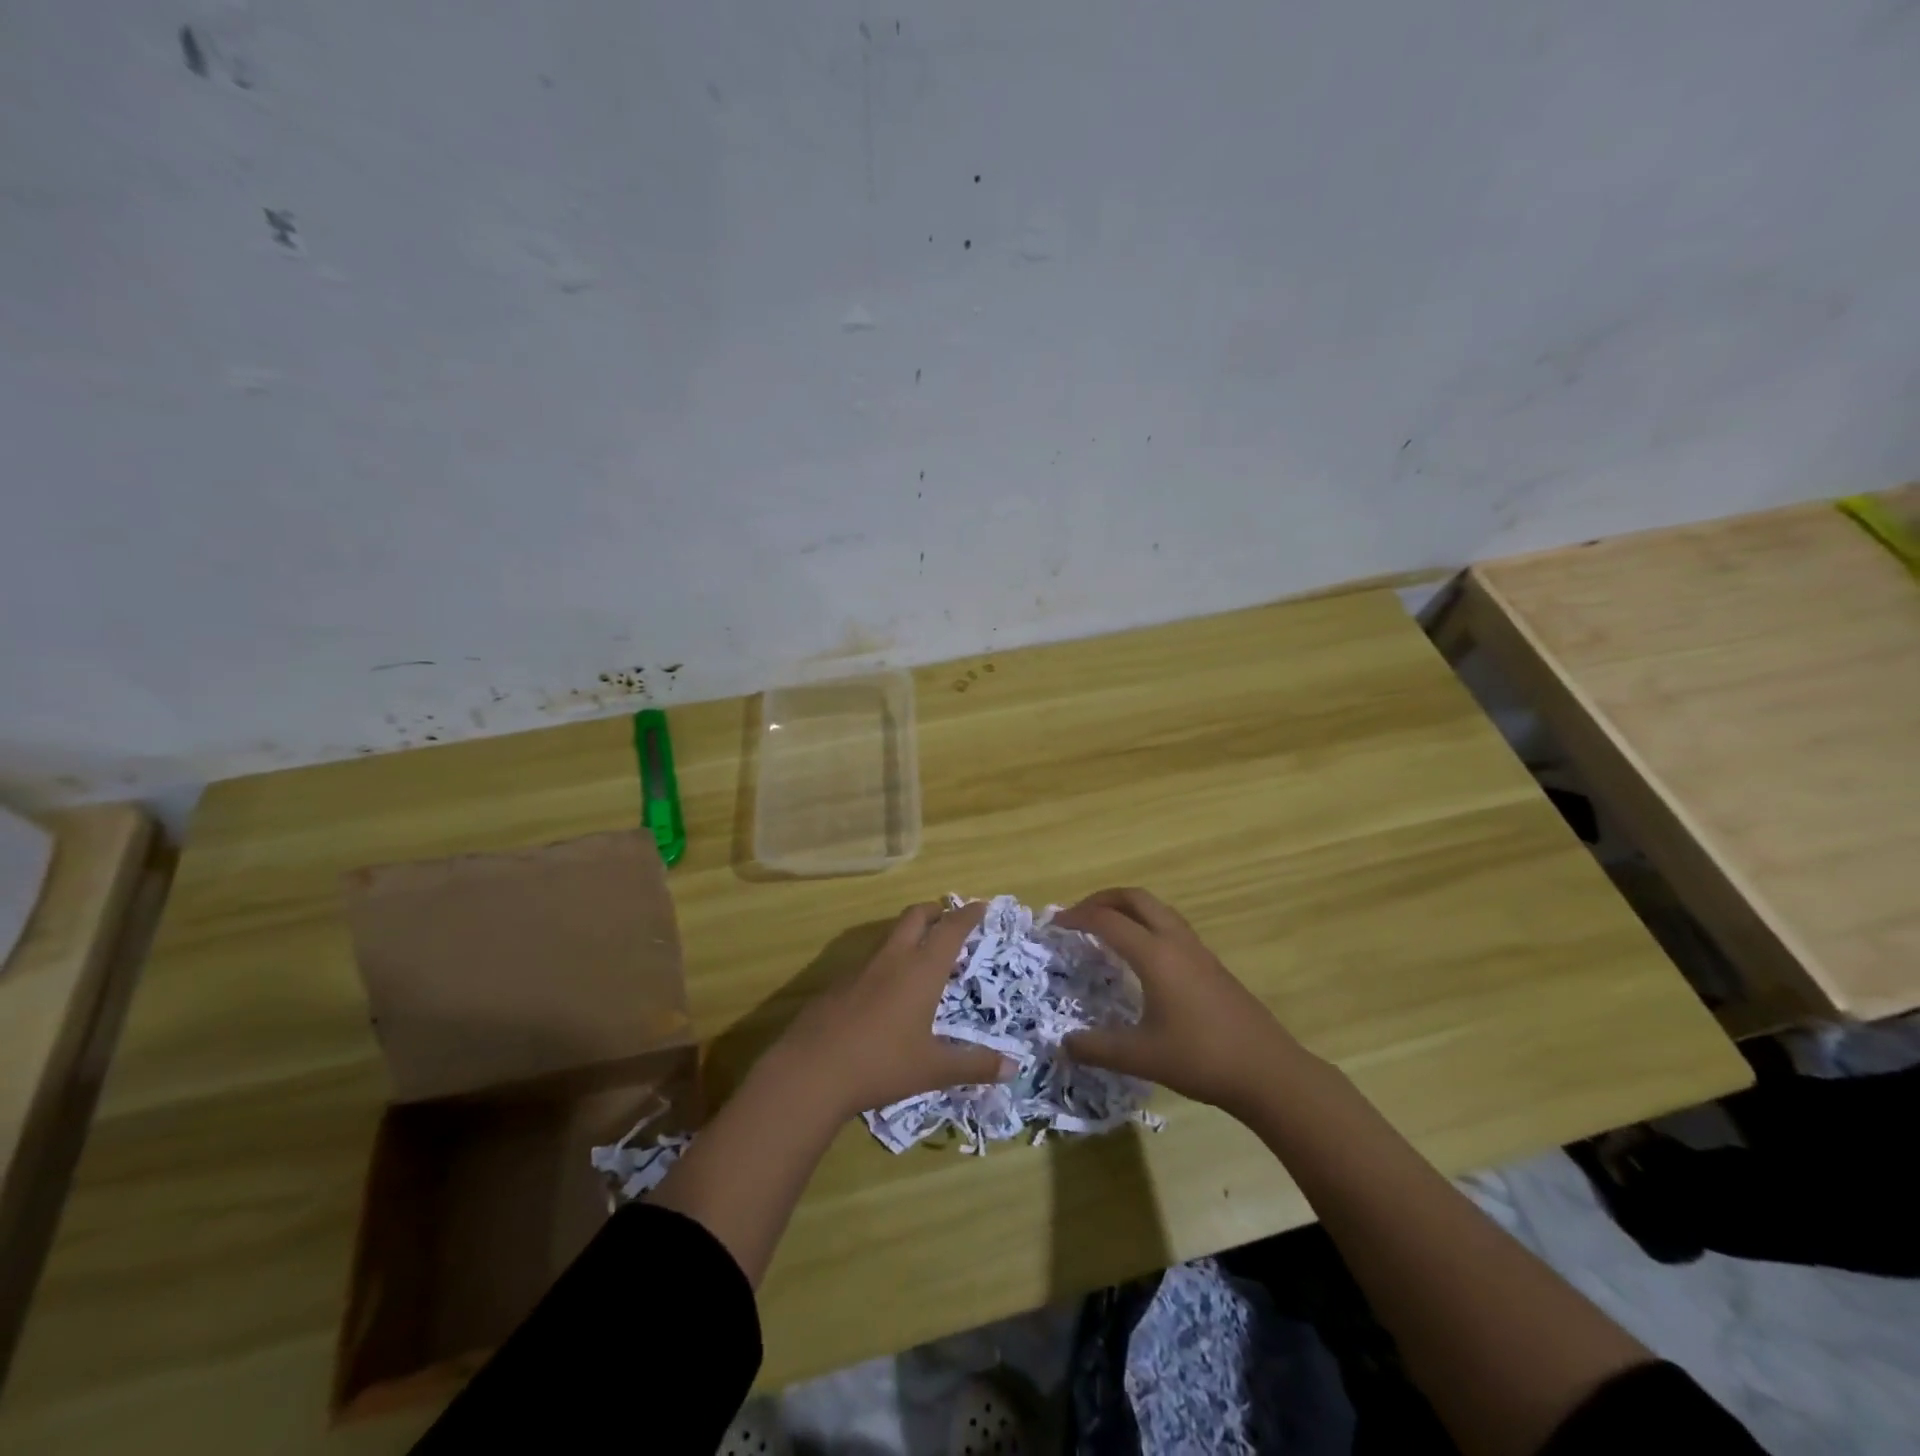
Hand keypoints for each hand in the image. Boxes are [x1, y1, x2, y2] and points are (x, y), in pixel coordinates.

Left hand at [769, 901, 1014, 1119]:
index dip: (968, 915)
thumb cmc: (881, 1064)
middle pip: (915, 917)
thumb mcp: (933, 1069)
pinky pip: (870, 960)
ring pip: (890, 936)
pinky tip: (887, 989)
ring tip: (922, 953)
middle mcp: (892, 959)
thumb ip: (974, 1066)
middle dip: (935, 911)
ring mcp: (861, 968)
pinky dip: (888, 960)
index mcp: (921, 970)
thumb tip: (1013, 1068)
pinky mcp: (838, 983)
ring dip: (910, 934)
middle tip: (949, 917)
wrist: (810, 1071)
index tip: (981, 905)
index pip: (950, 929)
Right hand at [1055, 887, 1298, 1114]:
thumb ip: (1097, 1048)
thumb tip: (1063, 1044)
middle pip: (1135, 898)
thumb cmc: (1201, 1059)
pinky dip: (1146, 924)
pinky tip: (1141, 956)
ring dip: (1127, 908)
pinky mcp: (1211, 964)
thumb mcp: (1141, 1057)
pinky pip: (1170, 925)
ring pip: (1157, 908)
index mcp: (1155, 955)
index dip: (1076, 918)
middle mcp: (1175, 941)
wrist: (1268, 1071)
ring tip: (1106, 929)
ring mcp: (1198, 950)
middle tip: (1078, 916)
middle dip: (1102, 899)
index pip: (1107, 921)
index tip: (1053, 925)